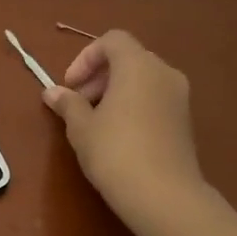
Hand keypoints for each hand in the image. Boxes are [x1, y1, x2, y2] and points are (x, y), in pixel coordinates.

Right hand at [42, 30, 206, 235]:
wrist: (163, 195)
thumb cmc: (115, 152)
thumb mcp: (81, 128)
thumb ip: (68, 104)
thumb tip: (52, 92)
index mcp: (138, 66)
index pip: (112, 40)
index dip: (86, 57)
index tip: (70, 85)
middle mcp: (164, 73)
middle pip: (128, 58)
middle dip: (99, 76)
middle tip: (78, 104)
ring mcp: (179, 97)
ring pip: (143, 80)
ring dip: (115, 91)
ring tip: (95, 122)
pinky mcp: (184, 120)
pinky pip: (154, 99)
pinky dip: (133, 105)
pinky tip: (118, 136)